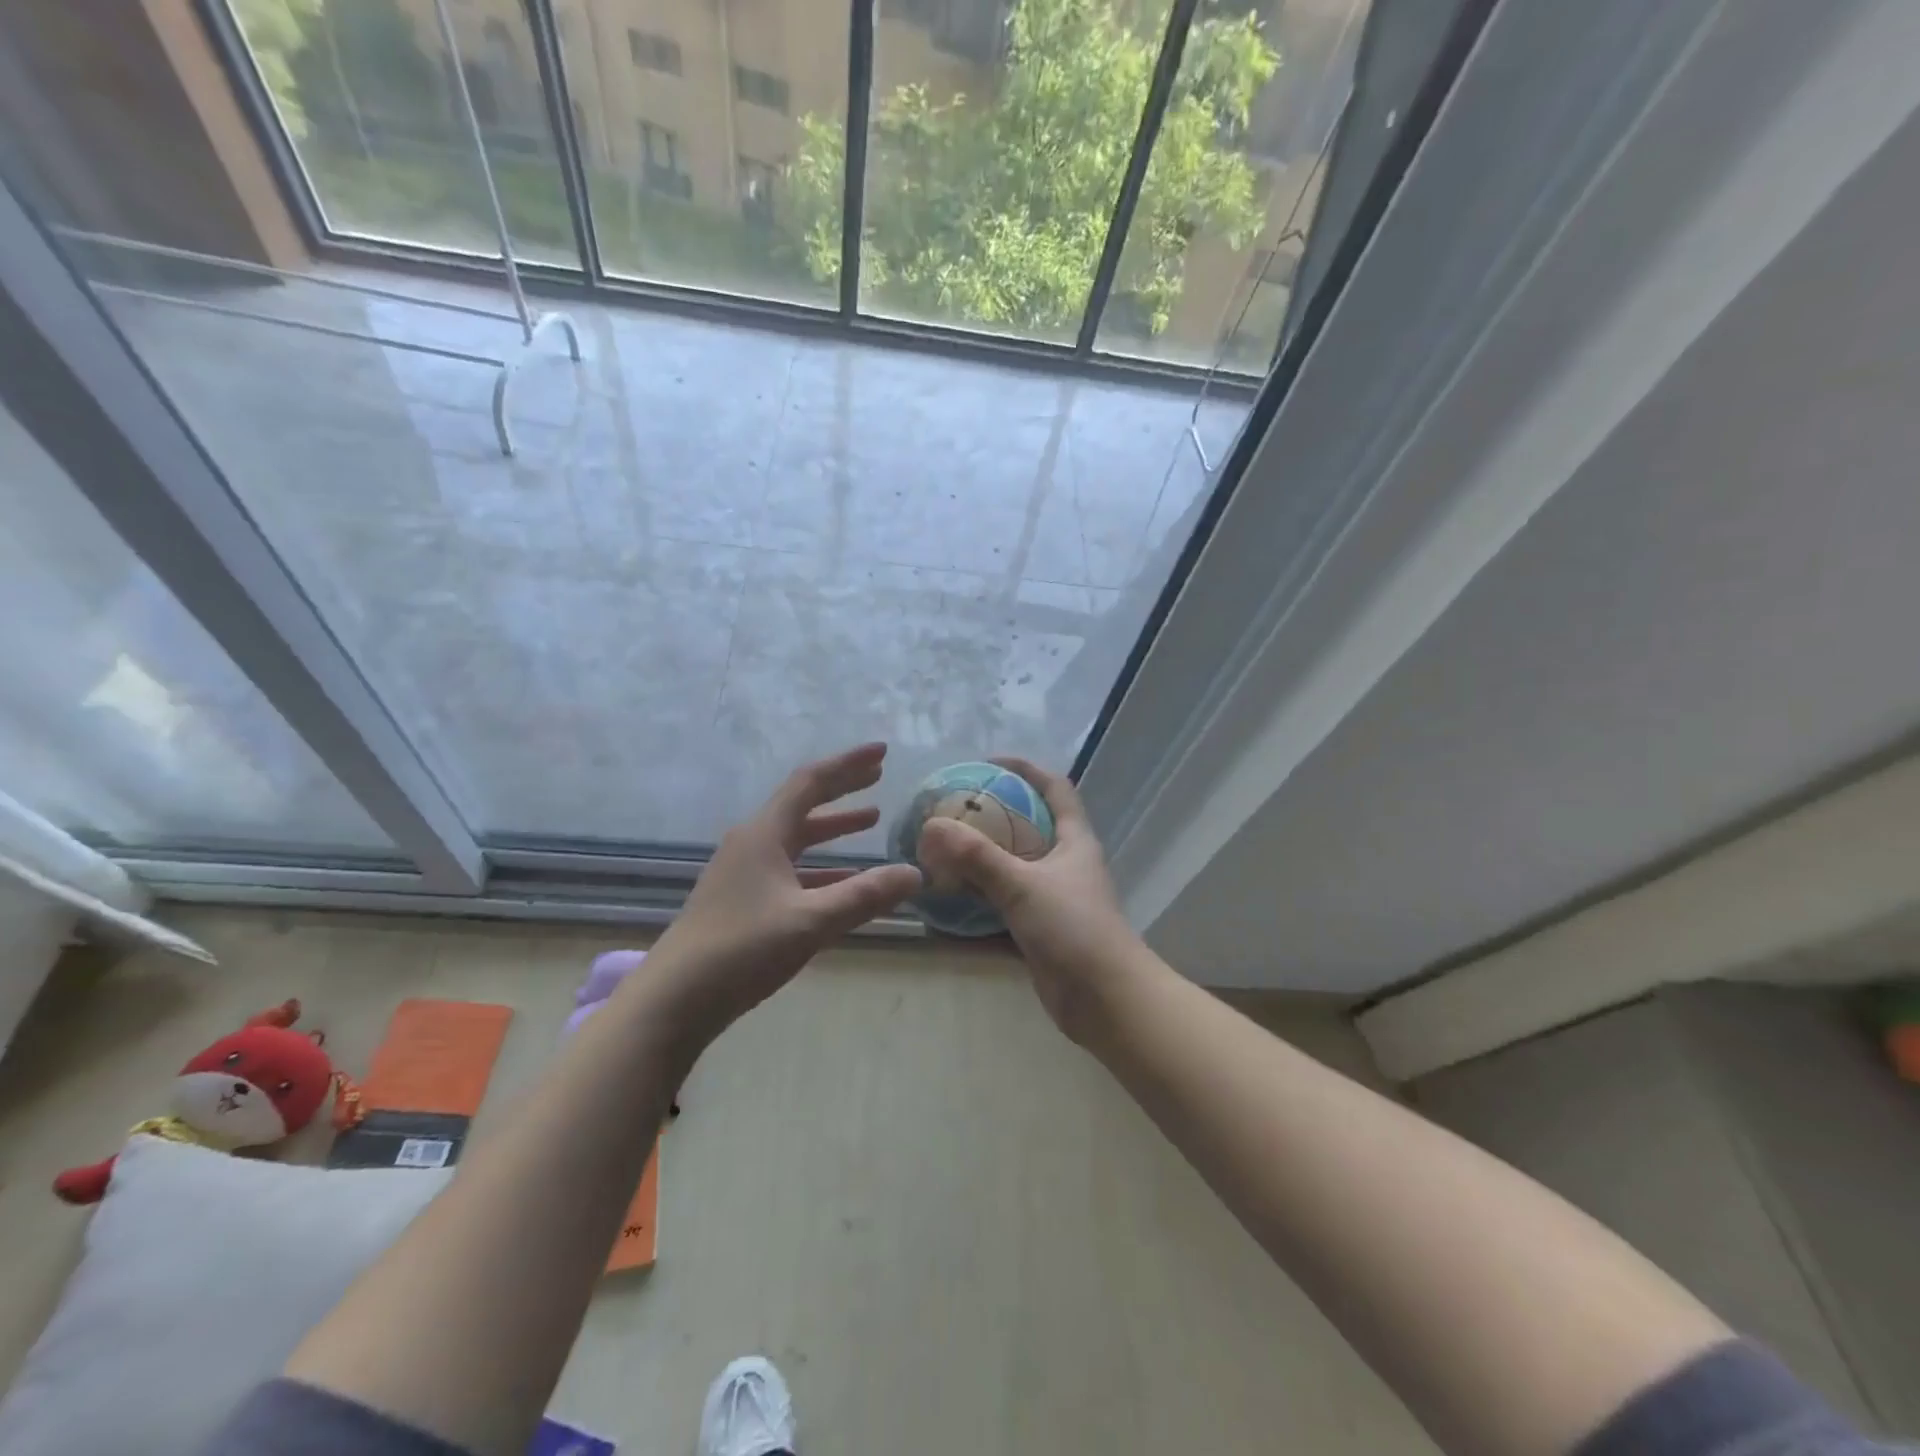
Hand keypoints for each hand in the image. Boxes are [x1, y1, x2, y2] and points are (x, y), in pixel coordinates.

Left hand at [646, 743, 922, 1042]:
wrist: (673, 1001)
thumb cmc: (741, 950)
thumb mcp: (811, 921)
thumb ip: (864, 895)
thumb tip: (914, 873)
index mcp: (764, 834)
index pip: (811, 782)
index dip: (848, 764)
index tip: (882, 752)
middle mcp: (752, 843)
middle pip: (803, 804)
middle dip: (842, 788)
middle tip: (878, 775)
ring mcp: (743, 872)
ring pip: (796, 838)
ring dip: (833, 827)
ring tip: (871, 819)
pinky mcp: (741, 900)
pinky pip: (790, 869)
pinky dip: (821, 866)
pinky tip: (842, 880)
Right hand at [916, 757, 1143, 1039]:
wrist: (1106, 1001)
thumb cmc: (1074, 929)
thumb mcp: (1023, 885)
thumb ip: (977, 857)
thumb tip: (931, 826)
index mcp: (1074, 841)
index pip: (1055, 788)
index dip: (1025, 769)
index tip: (986, 764)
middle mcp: (1065, 864)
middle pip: (1028, 827)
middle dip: (991, 818)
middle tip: (950, 813)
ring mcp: (1053, 899)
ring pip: (1012, 870)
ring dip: (979, 864)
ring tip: (939, 855)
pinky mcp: (1041, 932)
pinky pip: (1003, 909)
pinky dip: (977, 907)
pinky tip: (945, 907)